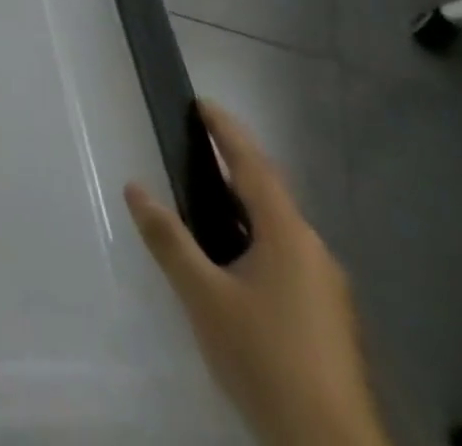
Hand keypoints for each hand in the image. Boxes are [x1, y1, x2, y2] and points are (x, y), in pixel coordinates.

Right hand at [124, 102, 389, 445]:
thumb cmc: (264, 357)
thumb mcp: (203, 296)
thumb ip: (168, 239)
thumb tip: (134, 187)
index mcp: (287, 234)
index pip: (252, 164)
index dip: (226, 130)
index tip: (201, 103)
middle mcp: (312, 250)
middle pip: (268, 192)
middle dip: (233, 164)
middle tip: (196, 146)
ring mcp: (325, 287)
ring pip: (277, 227)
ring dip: (242, 205)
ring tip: (204, 199)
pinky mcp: (327, 317)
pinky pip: (284, 255)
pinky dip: (254, 237)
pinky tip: (231, 260)